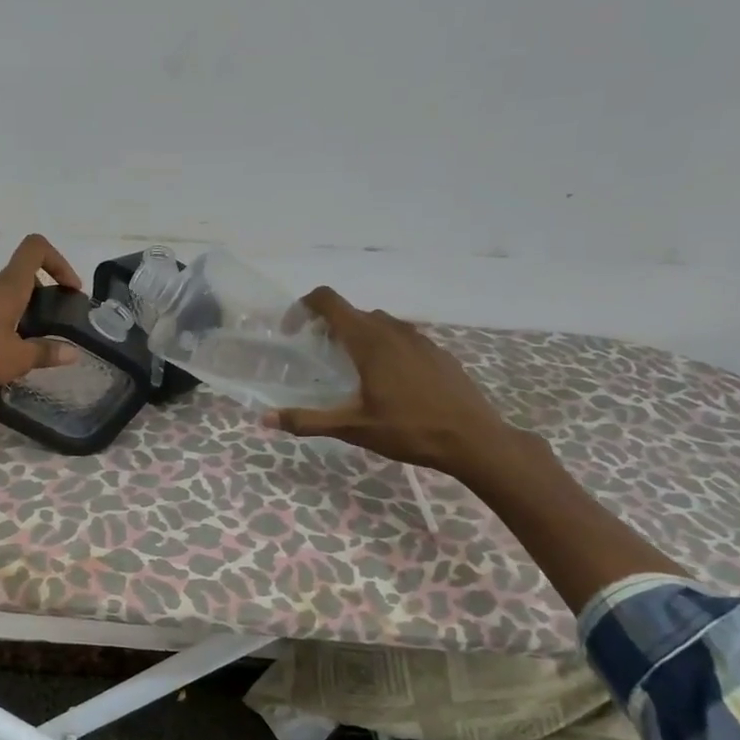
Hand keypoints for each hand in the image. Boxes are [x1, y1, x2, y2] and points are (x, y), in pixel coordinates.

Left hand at [0, 234, 83, 388]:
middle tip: (48, 328)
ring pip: (0, 294)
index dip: (59, 261)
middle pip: (20, 276)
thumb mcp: (16, 360)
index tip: (69, 289)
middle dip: (40, 297)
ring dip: (16, 312)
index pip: (36, 249)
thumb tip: (73, 352)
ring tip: (20, 346)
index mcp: (9, 285)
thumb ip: (45, 353)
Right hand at [265, 287, 519, 480]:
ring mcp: (419, 338)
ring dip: (357, 336)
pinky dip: (384, 347)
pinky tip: (389, 382)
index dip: (304, 307)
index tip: (294, 330)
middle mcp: (392, 330)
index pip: (328, 300)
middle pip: (351, 312)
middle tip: (318, 359)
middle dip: (328, 327)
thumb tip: (265, 419)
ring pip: (378, 323)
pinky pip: (401, 337)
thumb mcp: (353, 428)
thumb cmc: (409, 430)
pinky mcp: (437, 351)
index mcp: (368, 340)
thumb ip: (307, 421)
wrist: (474, 439)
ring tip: (352, 370)